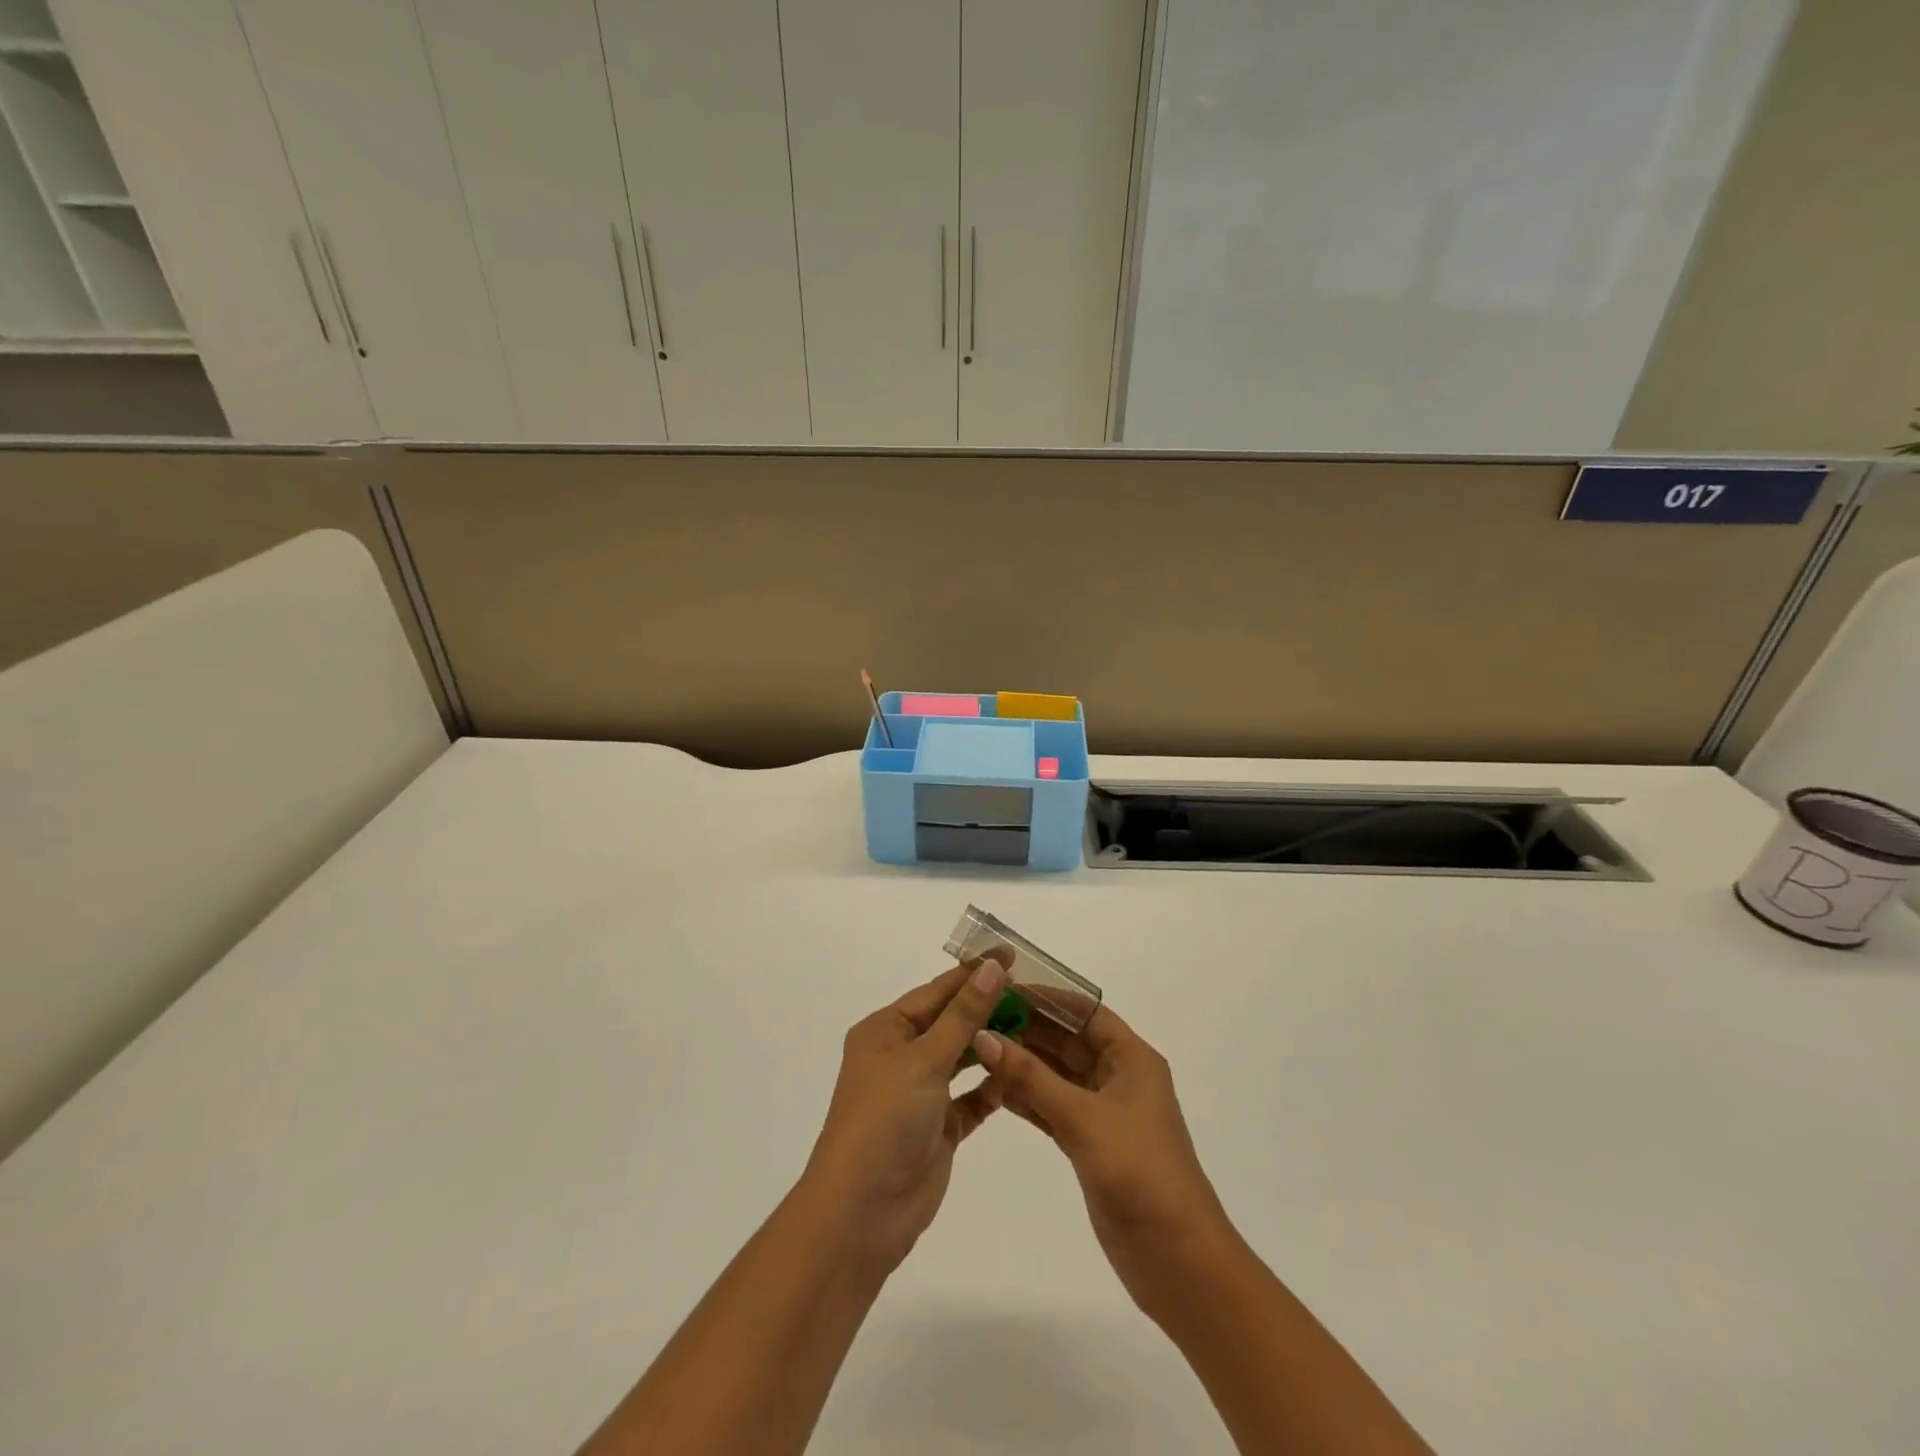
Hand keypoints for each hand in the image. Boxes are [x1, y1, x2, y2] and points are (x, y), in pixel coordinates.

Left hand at [802, 956, 1010, 1270]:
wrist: (863, 1212)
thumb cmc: (885, 1120)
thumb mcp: (924, 1059)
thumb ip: (963, 1015)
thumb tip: (992, 968)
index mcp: (885, 1031)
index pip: (936, 992)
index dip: (973, 973)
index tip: (1011, 956)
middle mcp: (900, 1057)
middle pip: (949, 1022)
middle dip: (986, 1008)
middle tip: (1033, 994)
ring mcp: (919, 1094)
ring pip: (961, 1059)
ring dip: (991, 1046)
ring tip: (1033, 1028)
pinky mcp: (938, 1129)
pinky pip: (970, 1100)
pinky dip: (990, 1089)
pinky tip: (1016, 1078)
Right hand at [972, 1005, 1233, 1322]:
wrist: (1177, 1259)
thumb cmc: (1138, 1172)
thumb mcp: (1082, 1117)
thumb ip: (1031, 1076)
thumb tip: (984, 1035)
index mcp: (1131, 1058)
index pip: (1084, 1011)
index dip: (1046, 996)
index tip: (1002, 986)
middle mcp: (1118, 1076)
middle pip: (1067, 1040)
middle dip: (1027, 1029)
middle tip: (978, 1018)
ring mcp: (1104, 1111)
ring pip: (1057, 1074)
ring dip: (1022, 1064)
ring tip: (976, 1049)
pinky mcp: (1090, 1143)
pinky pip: (1052, 1106)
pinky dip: (1026, 1098)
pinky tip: (992, 1089)